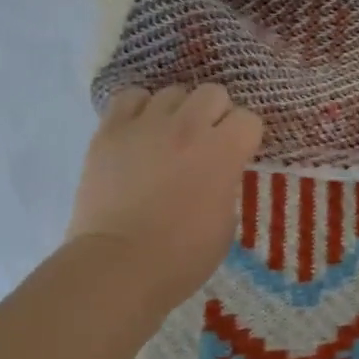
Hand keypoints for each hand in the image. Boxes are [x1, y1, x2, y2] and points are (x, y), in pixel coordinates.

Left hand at [68, 83, 263, 308]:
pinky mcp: (110, 131)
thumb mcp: (225, 222)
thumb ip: (225, 183)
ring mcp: (145, 125)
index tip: (236, 155)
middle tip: (205, 142)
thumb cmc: (181, 257)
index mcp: (223, 151)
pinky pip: (130, 97)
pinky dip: (139, 109)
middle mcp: (188, 127)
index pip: (248, 119)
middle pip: (212, 93)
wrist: (118, 266)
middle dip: (215, 114)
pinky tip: (139, 130)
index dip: (244, 137)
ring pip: (172, 92)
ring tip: (167, 137)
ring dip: (177, 112)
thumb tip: (216, 171)